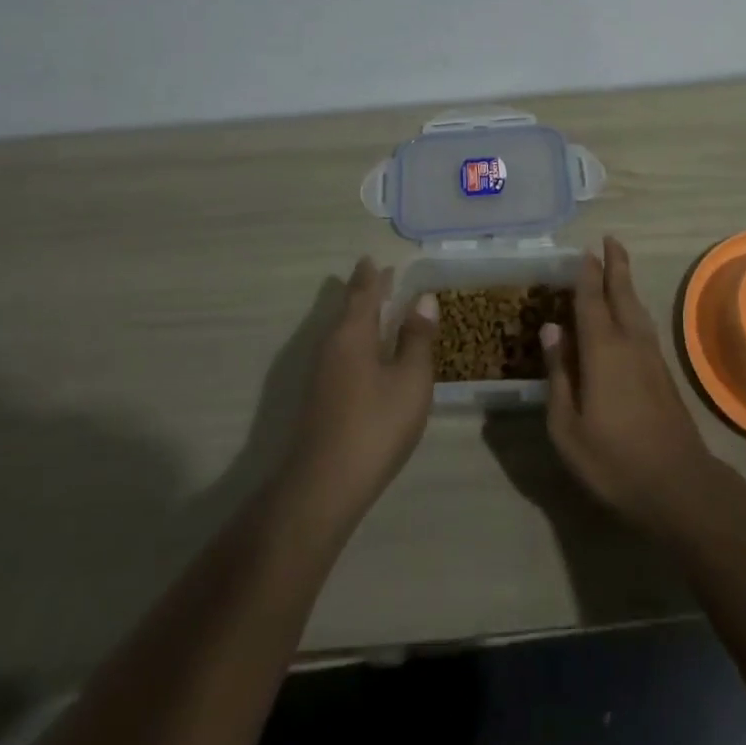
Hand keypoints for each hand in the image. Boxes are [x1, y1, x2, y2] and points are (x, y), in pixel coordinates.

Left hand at [280, 258, 437, 531]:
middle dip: (365, 294)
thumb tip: (424, 300)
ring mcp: (322, 374)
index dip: (371, 277)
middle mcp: (331, 347)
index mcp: (352, 334)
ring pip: (343, 333)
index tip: (373, 259)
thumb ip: (417, 339)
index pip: (362, 294)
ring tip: (379, 310)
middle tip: (380, 277)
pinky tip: (369, 354)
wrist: (324, 485)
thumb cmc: (375, 424)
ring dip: (361, 317)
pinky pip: (342, 352)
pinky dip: (358, 340)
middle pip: (348, 311)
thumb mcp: (410, 380)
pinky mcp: (321, 398)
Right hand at [541, 236, 717, 535]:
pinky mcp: (663, 374)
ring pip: (637, 309)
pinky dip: (633, 308)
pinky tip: (630, 314)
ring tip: (618, 268)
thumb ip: (559, 374)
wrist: (678, 486)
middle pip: (622, 295)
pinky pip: (643, 326)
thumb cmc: (613, 460)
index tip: (584, 251)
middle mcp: (630, 343)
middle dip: (616, 266)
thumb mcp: (567, 426)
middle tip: (610, 240)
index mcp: (603, 351)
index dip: (587, 275)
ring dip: (626, 284)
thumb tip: (551, 329)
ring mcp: (651, 358)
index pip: (591, 301)